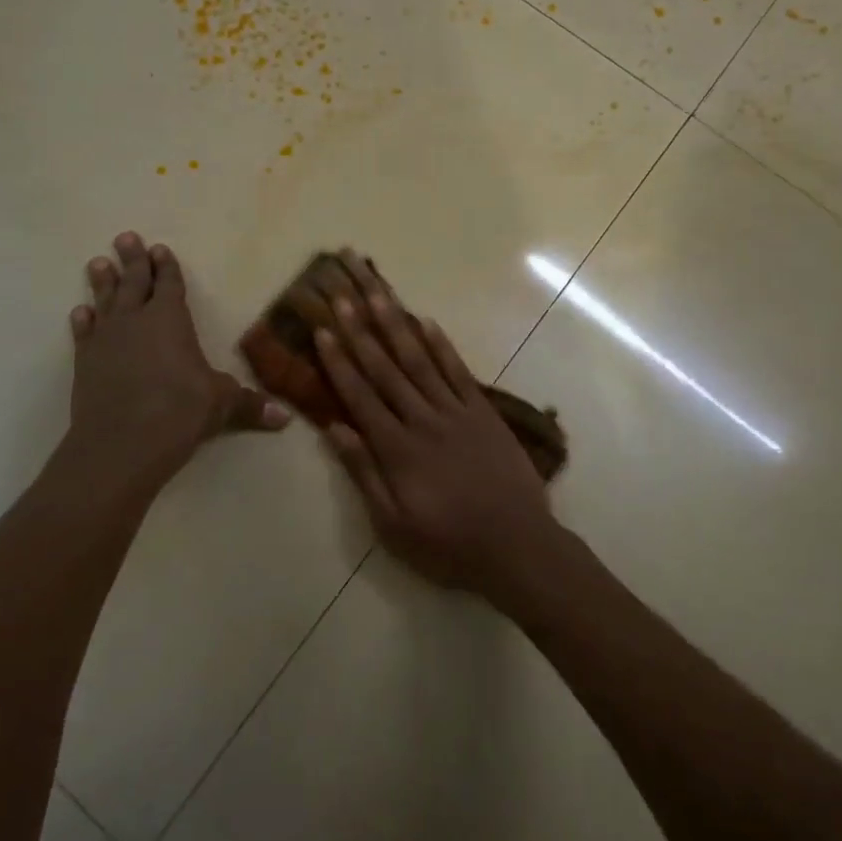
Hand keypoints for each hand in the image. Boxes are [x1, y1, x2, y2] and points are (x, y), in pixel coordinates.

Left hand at [67, 233, 287, 487]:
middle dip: (132, 259)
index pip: (169, 284)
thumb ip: (250, 406)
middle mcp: (136, 320)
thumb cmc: (179, 412)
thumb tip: (285, 419)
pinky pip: (84, 333)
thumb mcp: (222, 405)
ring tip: (98, 262)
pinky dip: (83, 321)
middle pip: (134, 281)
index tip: (159, 249)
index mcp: (170, 319)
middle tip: (126, 237)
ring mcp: (106, 339)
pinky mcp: (85, 362)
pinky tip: (80, 312)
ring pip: (105, 300)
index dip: (166, 266)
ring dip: (102, 281)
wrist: (121, 443)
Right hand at [313, 254, 559, 600]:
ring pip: (419, 361)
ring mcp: (455, 411)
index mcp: (397, 449)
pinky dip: (441, 345)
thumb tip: (335, 428)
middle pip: (385, 368)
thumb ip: (364, 473)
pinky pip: (458, 371)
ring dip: (396, 326)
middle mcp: (422, 420)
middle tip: (342, 296)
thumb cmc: (449, 544)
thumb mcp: (394, 525)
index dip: (339, 362)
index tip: (323, 330)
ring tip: (378, 294)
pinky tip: (426, 321)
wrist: (517, 546)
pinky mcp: (483, 411)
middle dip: (360, 331)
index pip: (360, 395)